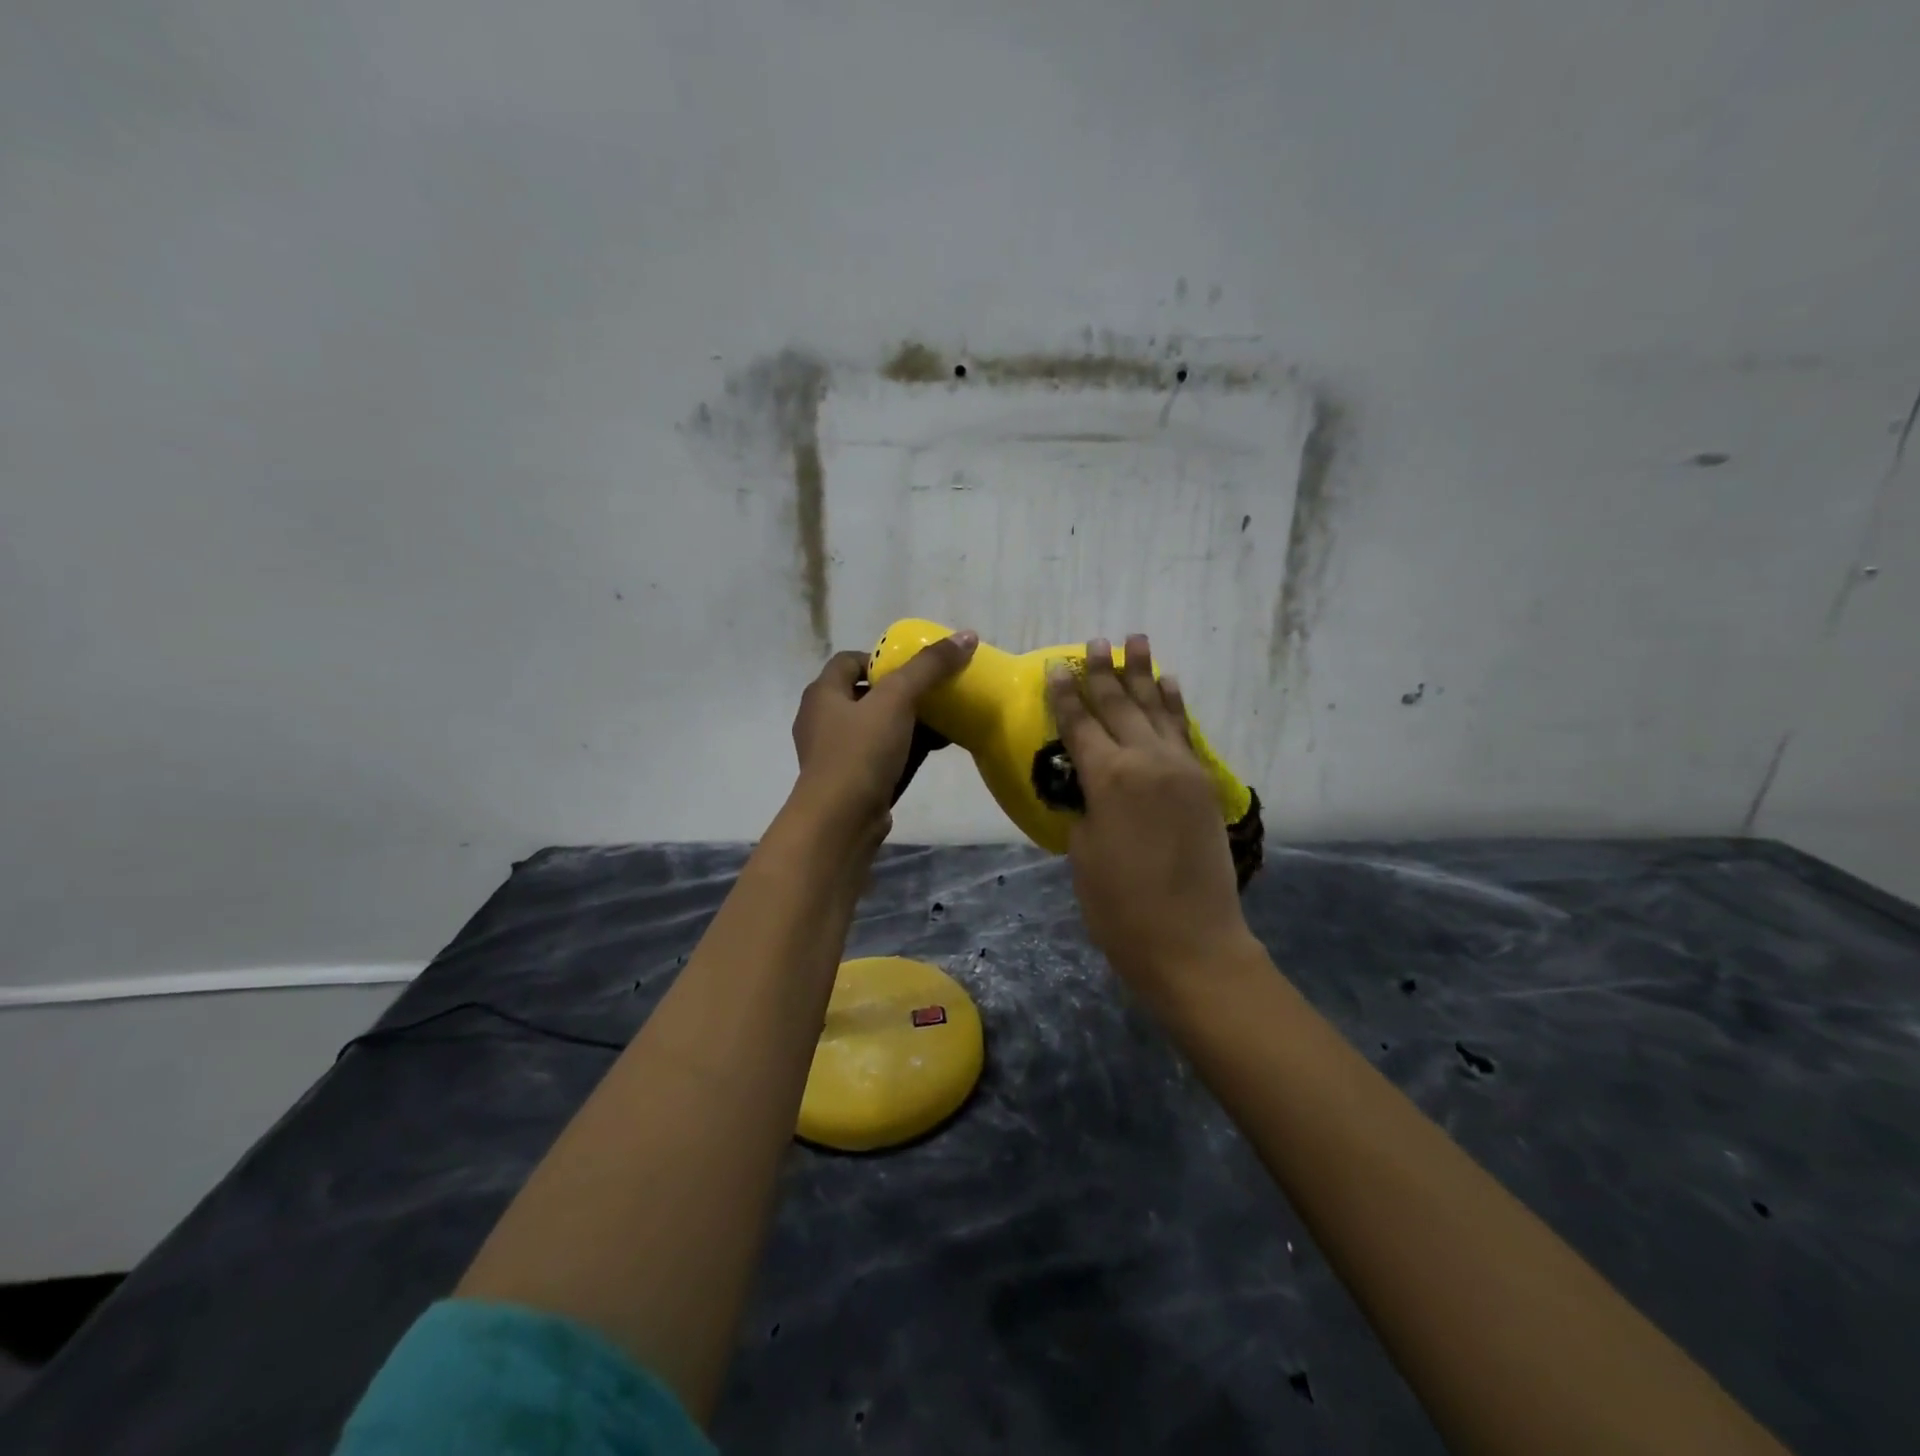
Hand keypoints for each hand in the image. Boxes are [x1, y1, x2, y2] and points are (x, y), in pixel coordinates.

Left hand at [791, 631, 977, 830]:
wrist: (840, 821)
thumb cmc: (860, 752)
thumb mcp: (897, 700)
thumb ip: (930, 667)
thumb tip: (967, 635)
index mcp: (823, 693)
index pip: (849, 661)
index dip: (882, 658)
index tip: (915, 666)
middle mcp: (823, 720)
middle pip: (867, 694)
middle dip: (903, 691)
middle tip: (937, 691)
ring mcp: (836, 754)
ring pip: (877, 727)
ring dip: (908, 722)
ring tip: (945, 718)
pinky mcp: (852, 781)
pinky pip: (882, 755)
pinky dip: (906, 748)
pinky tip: (936, 749)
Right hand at [1047, 635, 1255, 993]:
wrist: (1191, 942)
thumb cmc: (1120, 907)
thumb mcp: (1083, 853)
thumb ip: (1085, 806)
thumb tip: (1089, 783)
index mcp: (1108, 778)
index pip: (1080, 723)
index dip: (1066, 693)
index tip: (1058, 665)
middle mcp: (1147, 761)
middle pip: (1120, 706)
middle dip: (1105, 672)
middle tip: (1096, 642)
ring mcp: (1182, 769)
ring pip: (1157, 709)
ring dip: (1144, 674)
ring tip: (1136, 641)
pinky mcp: (1204, 783)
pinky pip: (1185, 732)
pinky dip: (1176, 706)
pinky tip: (1170, 685)